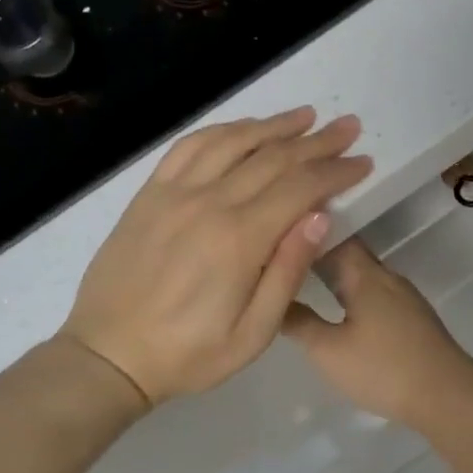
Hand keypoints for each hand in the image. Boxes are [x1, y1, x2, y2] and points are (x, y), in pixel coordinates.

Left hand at [61, 108, 371, 404]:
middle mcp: (209, 203)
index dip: (337, 171)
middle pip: (273, 158)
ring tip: (305, 116)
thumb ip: (288, 271)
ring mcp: (174, 193)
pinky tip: (242, 128)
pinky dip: (222, 131)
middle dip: (317, 141)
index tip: (363, 161)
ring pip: (233, 142)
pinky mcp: (149, 194)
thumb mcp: (252, 334)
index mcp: (239, 240)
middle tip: (349, 126)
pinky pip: (189, 147)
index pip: (301, 188)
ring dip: (273, 125)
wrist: (108, 355)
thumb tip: (320, 215)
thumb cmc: (188, 354)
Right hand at [282, 238, 472, 431]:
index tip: (277, 232)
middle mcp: (387, 277)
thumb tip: (273, 300)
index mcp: (366, 275)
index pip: (334, 235)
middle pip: (350, 253)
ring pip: (364, 275)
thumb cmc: (383, 369)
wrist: (447, 397)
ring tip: (303, 279)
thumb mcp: (329, 351)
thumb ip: (299, 323)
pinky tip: (339, 309)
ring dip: (336, 274)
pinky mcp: (413, 319)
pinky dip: (352, 293)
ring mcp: (404, 298)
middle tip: (282, 255)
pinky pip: (375, 294)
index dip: (306, 231)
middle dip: (318, 252)